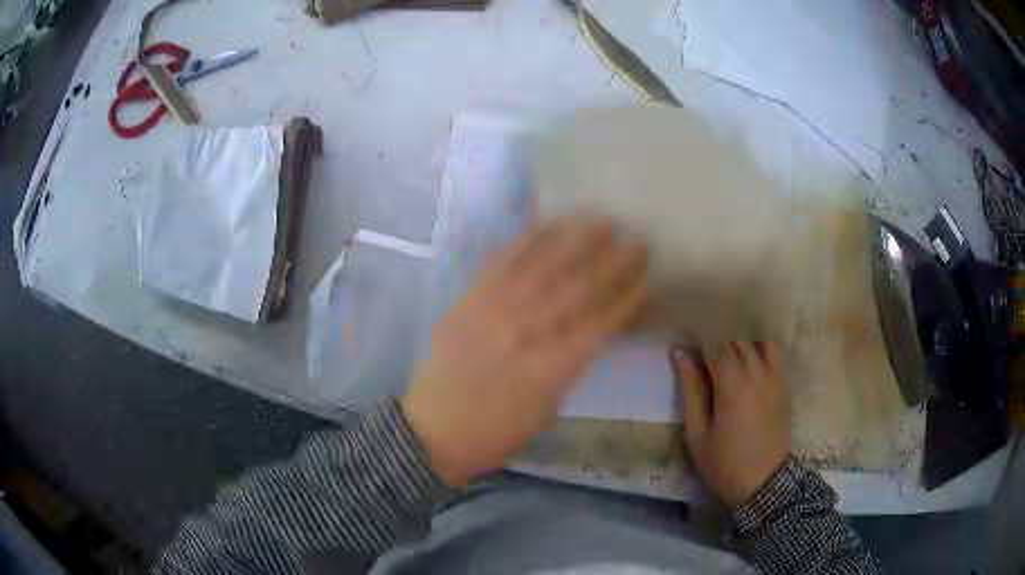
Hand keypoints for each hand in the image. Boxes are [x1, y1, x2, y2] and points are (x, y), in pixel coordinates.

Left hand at [402, 217, 647, 486]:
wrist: (434, 430)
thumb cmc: (497, 431)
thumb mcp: (547, 409)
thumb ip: (569, 367)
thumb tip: (589, 333)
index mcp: (554, 367)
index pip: (600, 323)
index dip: (626, 298)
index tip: (647, 275)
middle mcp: (528, 333)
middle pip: (577, 289)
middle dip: (611, 262)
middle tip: (636, 237)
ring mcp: (495, 312)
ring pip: (542, 269)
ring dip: (574, 241)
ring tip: (598, 218)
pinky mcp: (469, 301)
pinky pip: (500, 265)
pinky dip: (525, 242)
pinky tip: (546, 224)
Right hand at [671, 342, 789, 506]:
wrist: (764, 482)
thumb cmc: (724, 463)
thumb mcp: (697, 434)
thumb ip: (691, 390)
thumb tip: (681, 354)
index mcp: (732, 385)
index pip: (715, 343)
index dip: (698, 337)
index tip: (685, 340)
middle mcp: (756, 372)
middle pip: (736, 337)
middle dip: (717, 336)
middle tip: (700, 346)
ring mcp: (774, 375)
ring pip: (756, 339)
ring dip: (739, 337)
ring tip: (724, 348)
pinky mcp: (783, 382)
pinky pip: (774, 350)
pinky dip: (759, 343)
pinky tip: (748, 353)